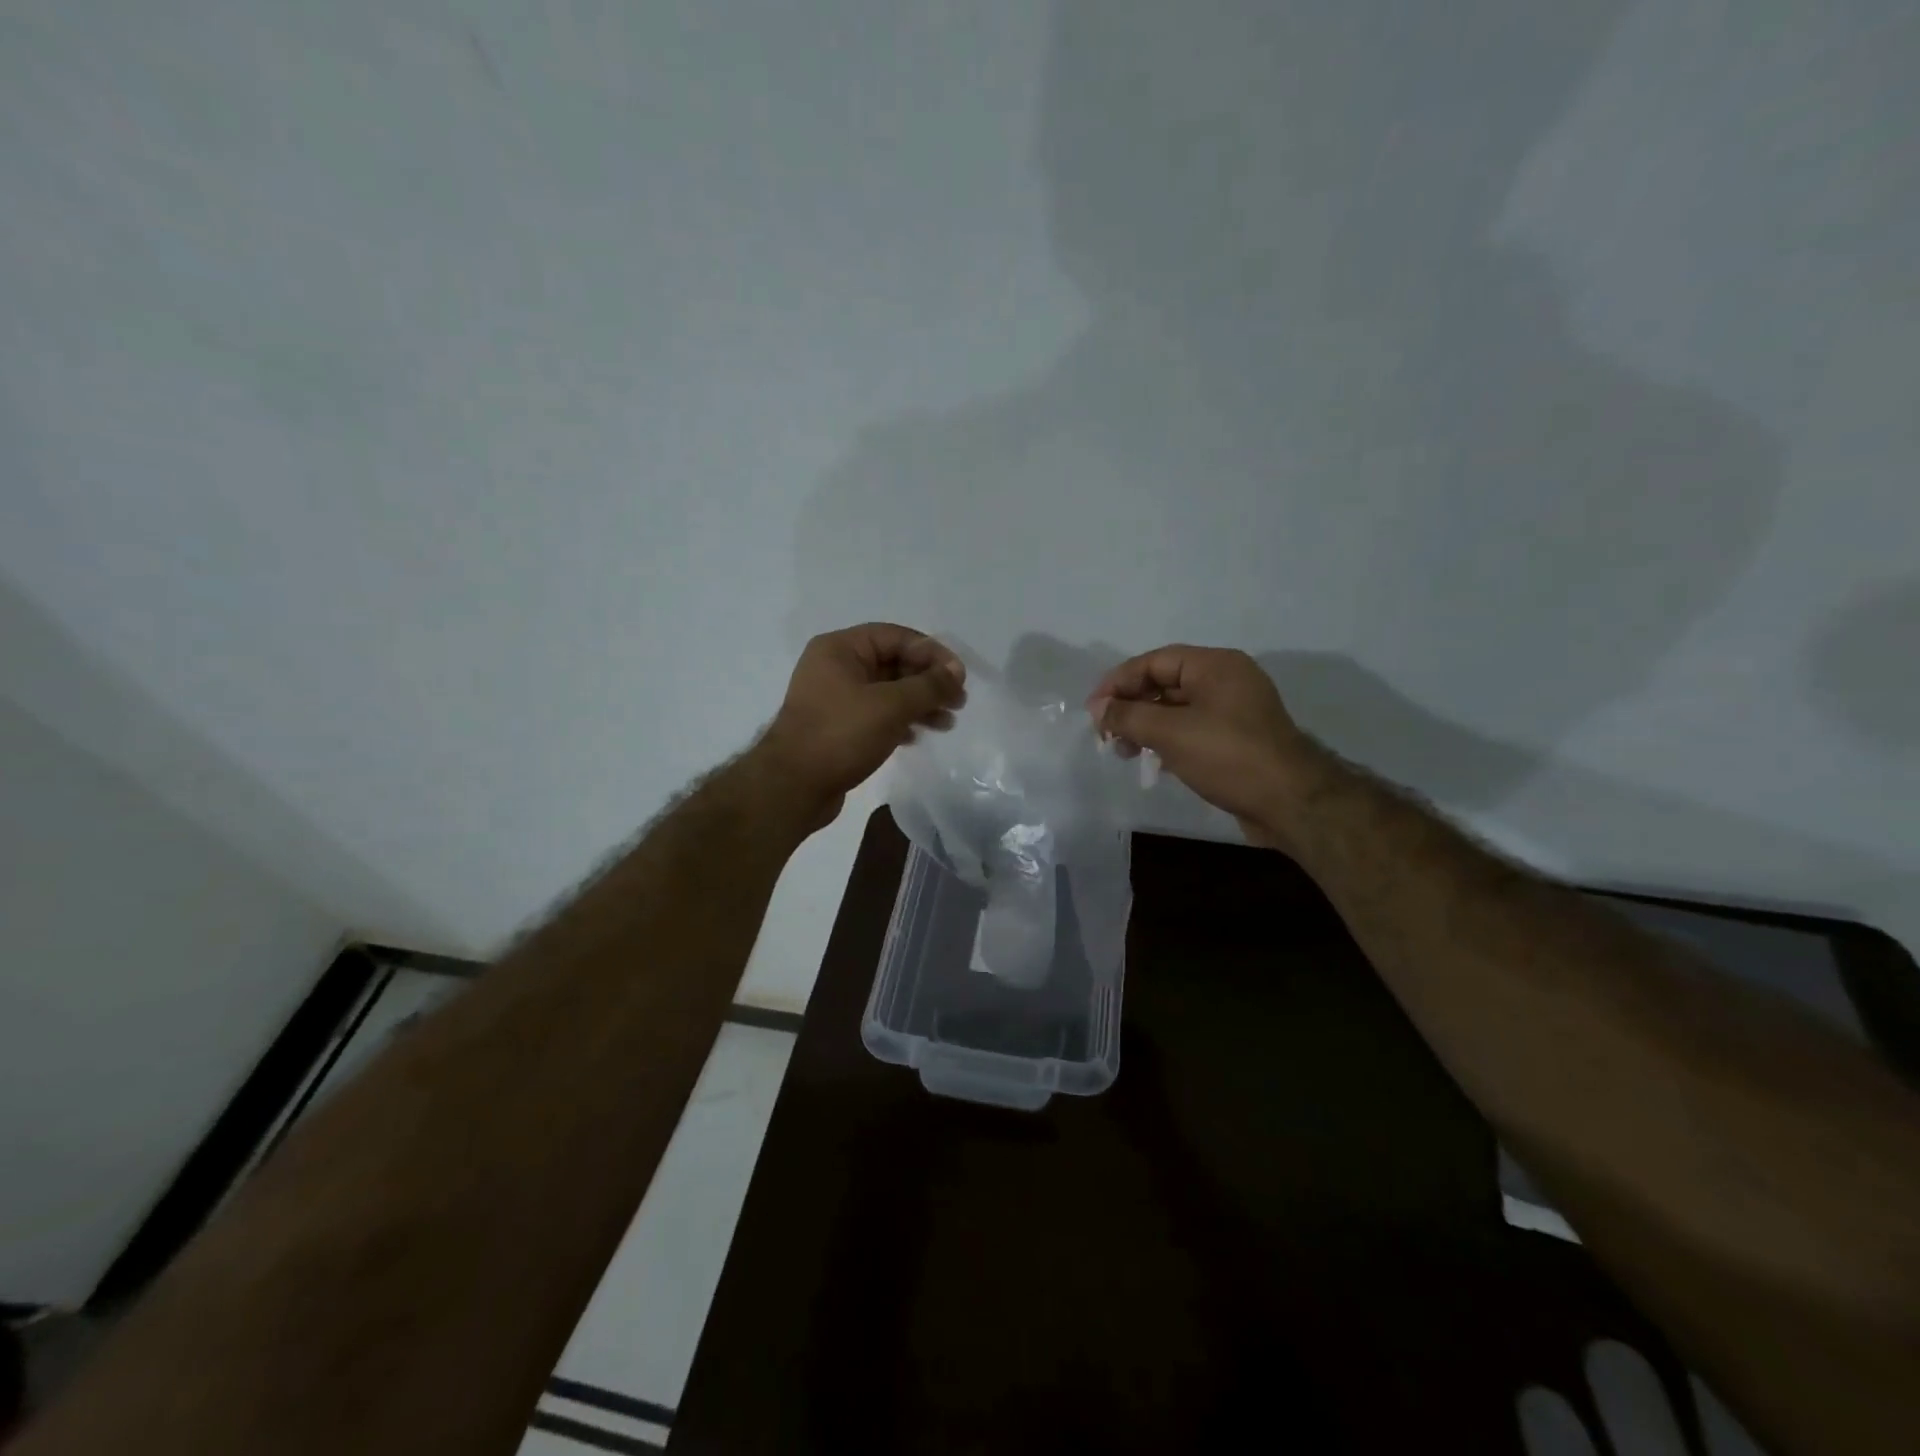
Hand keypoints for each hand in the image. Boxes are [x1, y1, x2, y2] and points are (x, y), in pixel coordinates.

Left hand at [757, 623, 965, 829]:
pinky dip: (899, 721)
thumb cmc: (841, 735)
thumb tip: (956, 672)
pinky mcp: (837, 727)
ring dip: (918, 704)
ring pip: (887, 692)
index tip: (959, 678)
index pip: (896, 637)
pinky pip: (876, 714)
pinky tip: (917, 737)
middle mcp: (835, 667)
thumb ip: (928, 685)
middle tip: (958, 702)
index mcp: (840, 648)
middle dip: (928, 682)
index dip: (932, 653)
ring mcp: (834, 698)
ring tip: (946, 723)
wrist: (793, 787)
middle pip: (893, 663)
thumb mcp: (891, 705)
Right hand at [1087, 645, 1327, 846]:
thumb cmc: (1228, 757)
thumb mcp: (1171, 733)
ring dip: (1146, 726)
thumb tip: (1098, 708)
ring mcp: (1234, 711)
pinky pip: (1192, 729)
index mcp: (1215, 665)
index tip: (1093, 710)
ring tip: (1124, 752)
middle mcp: (1226, 680)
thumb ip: (1128, 716)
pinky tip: (1153, 762)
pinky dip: (1168, 740)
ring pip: (1177, 709)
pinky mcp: (1237, 739)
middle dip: (1131, 706)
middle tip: (1105, 734)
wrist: (1291, 803)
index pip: (1154, 661)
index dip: (1118, 682)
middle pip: (1165, 683)